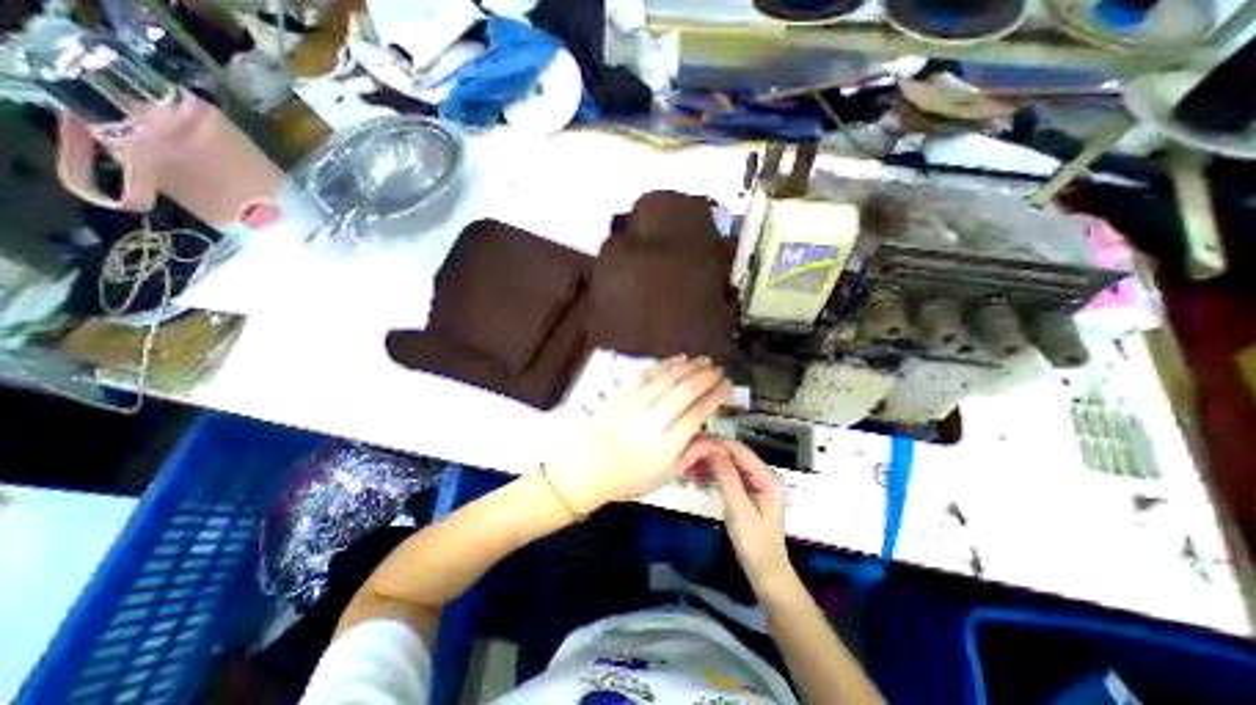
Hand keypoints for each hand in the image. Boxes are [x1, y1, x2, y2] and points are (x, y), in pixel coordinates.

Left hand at [547, 357, 730, 511]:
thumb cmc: (630, 477)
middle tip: (719, 370)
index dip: (716, 396)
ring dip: (689, 366)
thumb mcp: (665, 474)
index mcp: (667, 443)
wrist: (588, 468)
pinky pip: (648, 373)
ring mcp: (636, 403)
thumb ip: (693, 453)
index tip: (727, 385)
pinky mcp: (623, 393)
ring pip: (668, 377)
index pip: (698, 412)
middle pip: (686, 390)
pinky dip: (666, 364)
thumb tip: (721, 442)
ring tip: (704, 360)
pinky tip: (679, 359)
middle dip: (706, 376)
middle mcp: (654, 419)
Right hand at [704, 438, 791, 592]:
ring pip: (730, 464)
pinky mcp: (747, 492)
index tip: (695, 441)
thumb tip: (713, 449)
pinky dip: (713, 474)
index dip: (719, 444)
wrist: (765, 573)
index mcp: (767, 478)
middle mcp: (763, 475)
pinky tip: (698, 478)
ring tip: (689, 468)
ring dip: (710, 464)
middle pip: (735, 455)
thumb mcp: (739, 510)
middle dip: (712, 453)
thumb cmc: (754, 544)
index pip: (741, 451)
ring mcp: (755, 484)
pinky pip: (728, 476)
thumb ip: (727, 478)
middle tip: (688, 455)